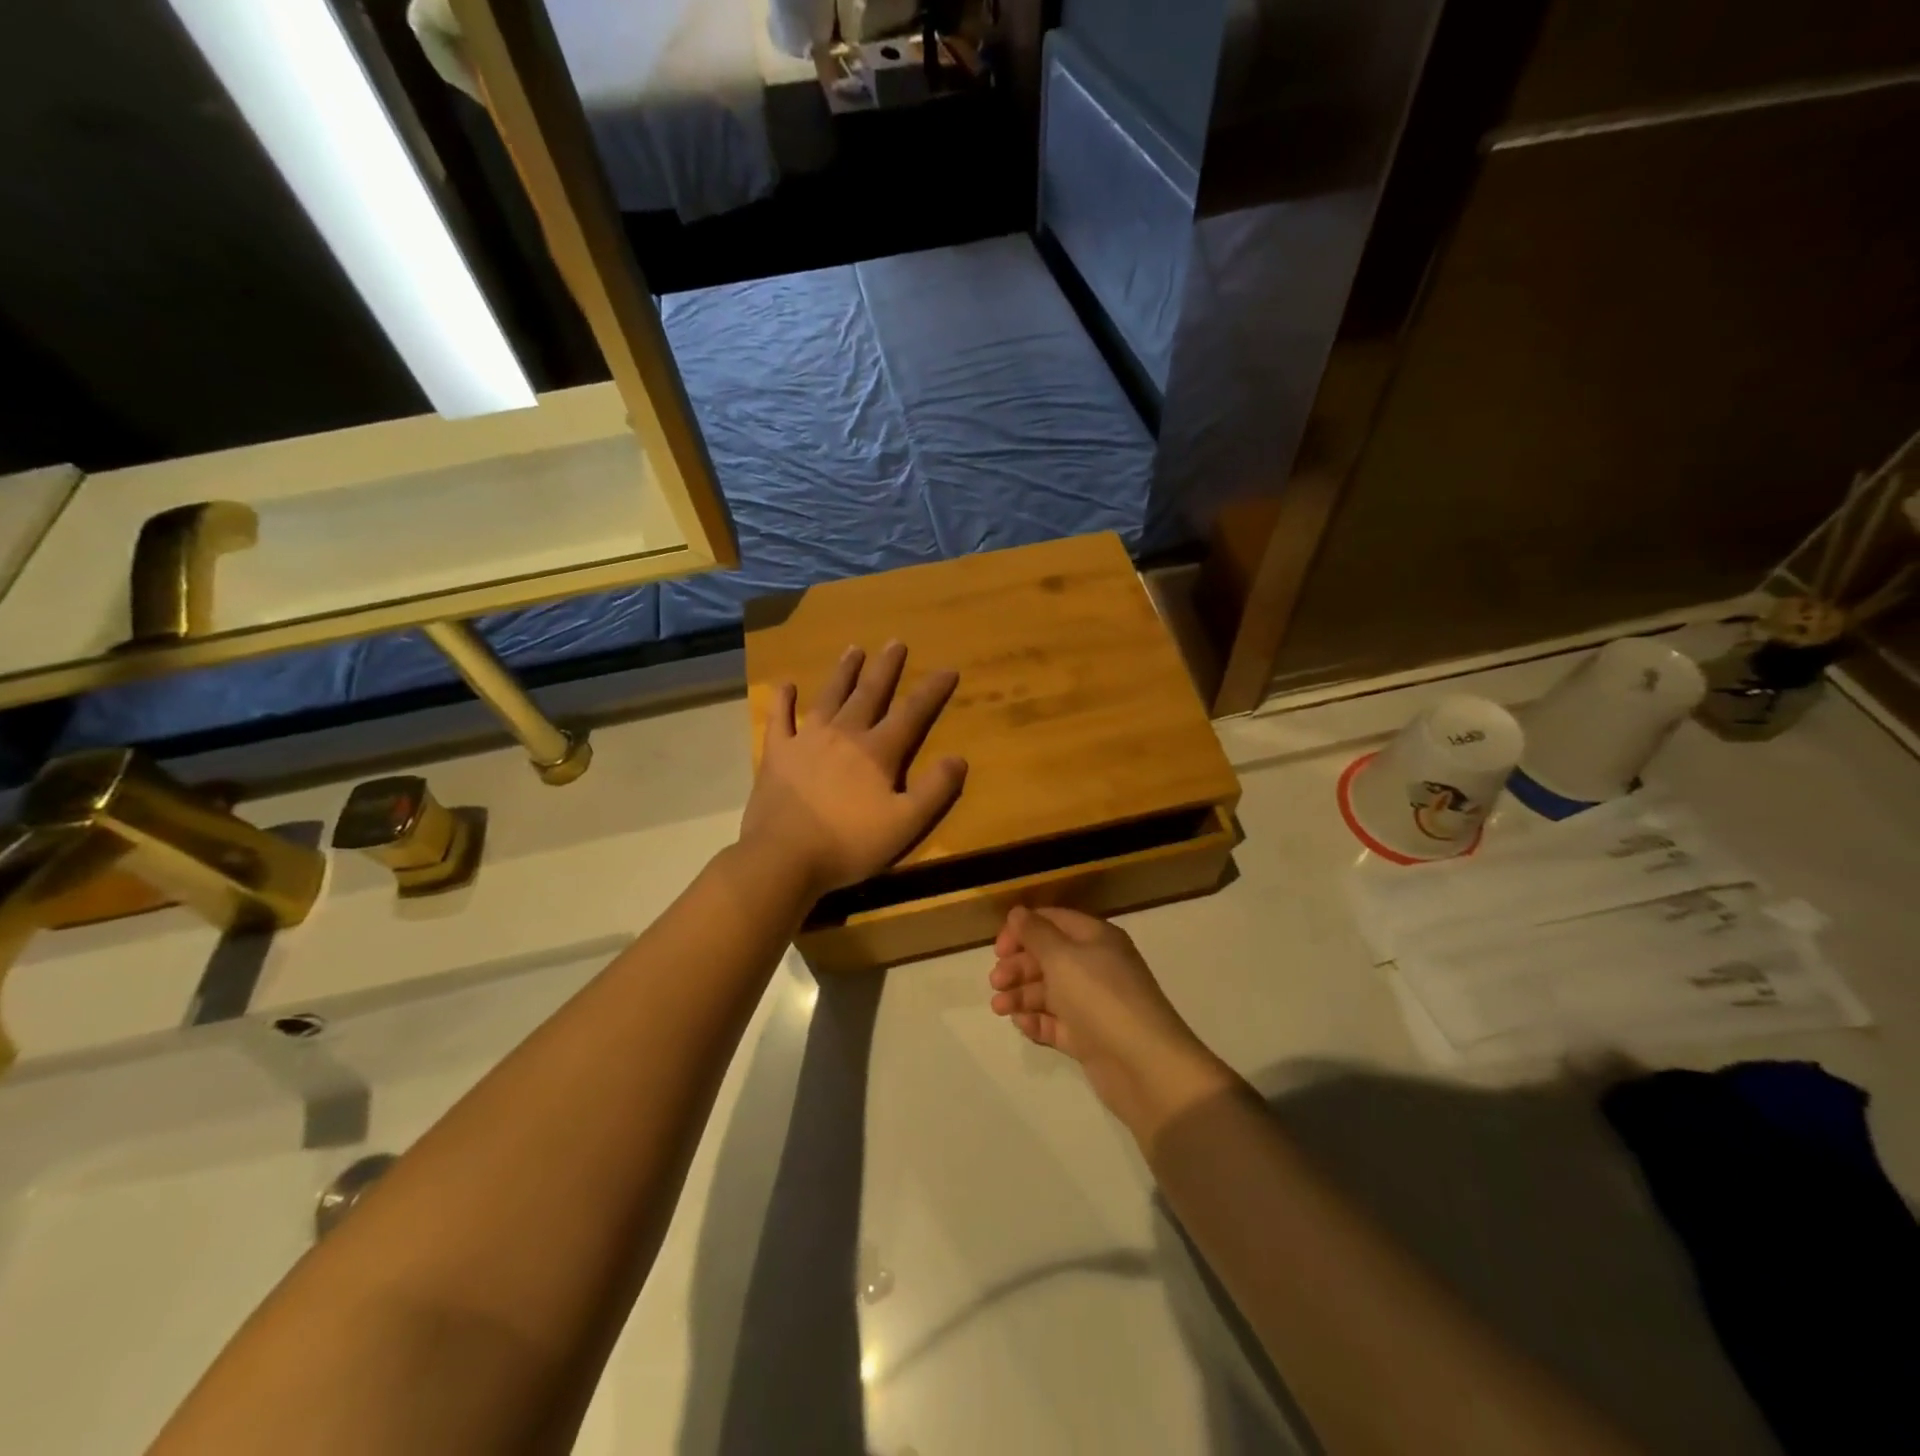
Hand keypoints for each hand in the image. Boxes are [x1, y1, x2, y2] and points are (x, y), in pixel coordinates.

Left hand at [740, 641, 967, 897]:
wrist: (783, 858)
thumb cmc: (849, 844)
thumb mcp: (905, 824)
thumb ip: (935, 790)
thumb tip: (959, 758)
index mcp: (877, 752)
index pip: (912, 713)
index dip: (932, 691)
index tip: (947, 669)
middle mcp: (844, 735)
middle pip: (870, 694)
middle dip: (886, 668)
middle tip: (896, 643)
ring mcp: (807, 740)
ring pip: (830, 697)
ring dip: (844, 673)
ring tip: (854, 649)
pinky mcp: (777, 753)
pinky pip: (780, 718)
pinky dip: (783, 700)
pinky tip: (786, 685)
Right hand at [989, 907, 1235, 1141]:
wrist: (1144, 1066)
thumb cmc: (1101, 998)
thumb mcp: (1063, 958)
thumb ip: (1036, 934)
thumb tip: (1017, 912)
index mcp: (1096, 939)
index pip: (1053, 921)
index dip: (1023, 930)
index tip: (998, 949)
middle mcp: (1096, 966)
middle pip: (1049, 957)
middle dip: (1019, 966)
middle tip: (996, 982)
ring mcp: (1093, 1003)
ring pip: (1050, 991)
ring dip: (1022, 995)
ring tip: (1000, 1008)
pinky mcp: (1090, 1037)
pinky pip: (1057, 1022)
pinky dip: (1037, 1021)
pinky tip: (1022, 1024)